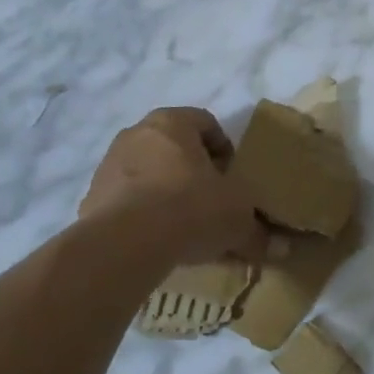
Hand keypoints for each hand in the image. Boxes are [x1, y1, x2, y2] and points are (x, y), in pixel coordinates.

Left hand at [80, 107, 266, 266]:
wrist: (125, 243)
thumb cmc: (191, 208)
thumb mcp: (237, 218)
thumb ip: (259, 232)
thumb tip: (283, 251)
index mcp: (173, 122)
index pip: (206, 122)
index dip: (224, 149)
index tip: (232, 178)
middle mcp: (137, 133)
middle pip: (172, 146)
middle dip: (191, 171)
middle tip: (210, 201)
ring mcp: (108, 164)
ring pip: (146, 172)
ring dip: (163, 191)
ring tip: (181, 226)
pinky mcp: (90, 197)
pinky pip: (124, 200)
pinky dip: (139, 214)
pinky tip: (154, 241)